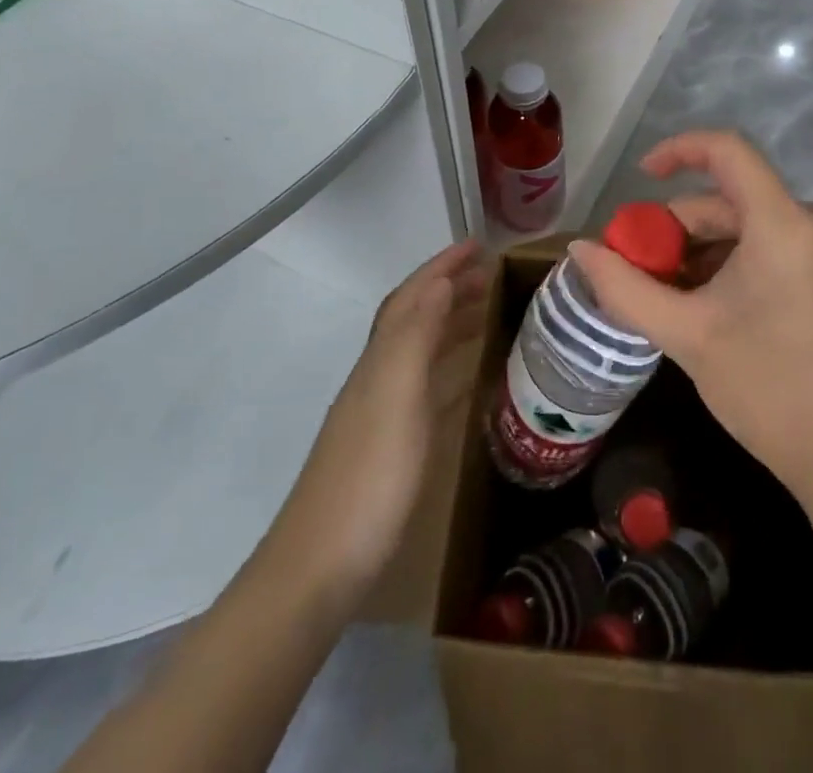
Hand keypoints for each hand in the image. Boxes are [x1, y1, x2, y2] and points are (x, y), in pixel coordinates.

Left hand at [270, 240, 488, 599]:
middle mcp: (379, 376)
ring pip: (422, 350)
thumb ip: (416, 338)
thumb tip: (439, 282)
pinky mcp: (393, 445)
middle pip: (416, 317)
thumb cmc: (368, 478)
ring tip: (488, 312)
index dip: (442, 267)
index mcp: (381, 360)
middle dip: (450, 288)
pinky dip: (450, 369)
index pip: (413, 297)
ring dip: (451, 323)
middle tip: (492, 274)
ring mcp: (384, 412)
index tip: (478, 244)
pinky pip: (428, 389)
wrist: (320, 568)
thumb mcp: (396, 399)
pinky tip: (470, 380)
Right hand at [568, 131, 812, 506]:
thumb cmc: (770, 392)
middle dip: (686, 230)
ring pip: (761, 228)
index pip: (728, 151)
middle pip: (738, 201)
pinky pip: (790, 248)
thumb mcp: (687, 336)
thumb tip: (579, 249)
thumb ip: (625, 287)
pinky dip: (750, 264)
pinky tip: (727, 308)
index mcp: (787, 224)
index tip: (643, 177)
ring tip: (683, 299)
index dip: (679, 150)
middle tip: (649, 272)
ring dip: (714, 253)